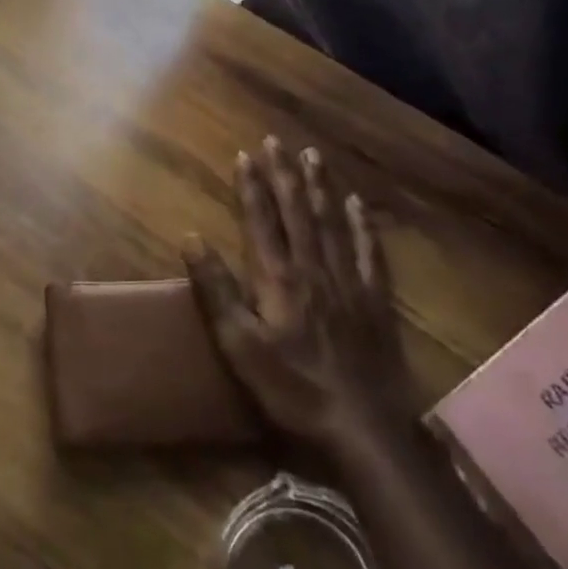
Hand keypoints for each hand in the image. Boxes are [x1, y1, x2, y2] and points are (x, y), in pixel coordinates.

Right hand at [184, 138, 414, 450]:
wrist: (364, 428)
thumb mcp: (240, 346)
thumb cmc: (293, 389)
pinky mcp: (376, 301)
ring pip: (332, 222)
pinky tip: (358, 204)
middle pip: (297, 211)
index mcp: (278, 278)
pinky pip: (370, 252)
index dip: (252, 186)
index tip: (245, 154)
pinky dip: (363, 225)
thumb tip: (192, 237)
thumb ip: (216, 290)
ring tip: (312, 156)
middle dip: (284, 174)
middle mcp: (314, 268)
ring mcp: (349, 282)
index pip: (261, 220)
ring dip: (319, 187)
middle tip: (277, 141)